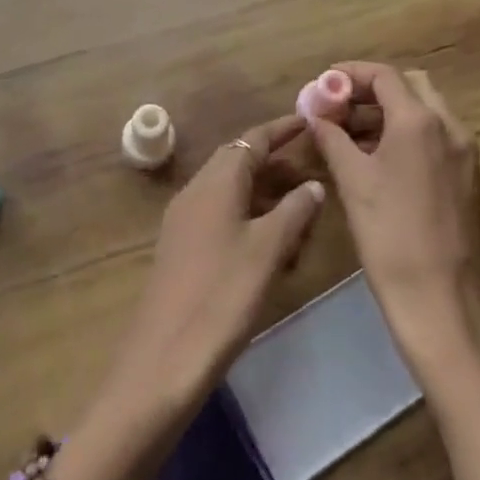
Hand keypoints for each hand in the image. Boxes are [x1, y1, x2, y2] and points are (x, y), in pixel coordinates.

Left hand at [102, 114, 325, 420]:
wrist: (165, 356)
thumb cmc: (222, 295)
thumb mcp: (268, 250)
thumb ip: (294, 211)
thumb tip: (313, 184)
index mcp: (215, 183)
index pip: (251, 139)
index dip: (281, 129)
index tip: (310, 122)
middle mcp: (195, 192)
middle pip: (238, 162)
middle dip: (276, 164)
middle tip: (314, 172)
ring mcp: (184, 220)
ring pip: (231, 191)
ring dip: (265, 194)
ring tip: (302, 213)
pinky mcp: (182, 248)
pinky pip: (221, 216)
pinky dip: (250, 218)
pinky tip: (273, 246)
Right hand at [309, 63, 479, 378]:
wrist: (442, 302)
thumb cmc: (390, 237)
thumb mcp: (352, 182)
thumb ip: (331, 137)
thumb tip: (315, 111)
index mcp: (420, 121)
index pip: (384, 75)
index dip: (349, 74)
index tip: (321, 84)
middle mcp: (450, 128)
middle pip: (410, 87)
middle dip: (371, 91)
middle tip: (336, 110)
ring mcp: (465, 154)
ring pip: (425, 113)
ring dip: (388, 113)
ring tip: (349, 137)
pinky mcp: (468, 179)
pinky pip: (435, 139)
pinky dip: (406, 136)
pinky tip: (378, 162)